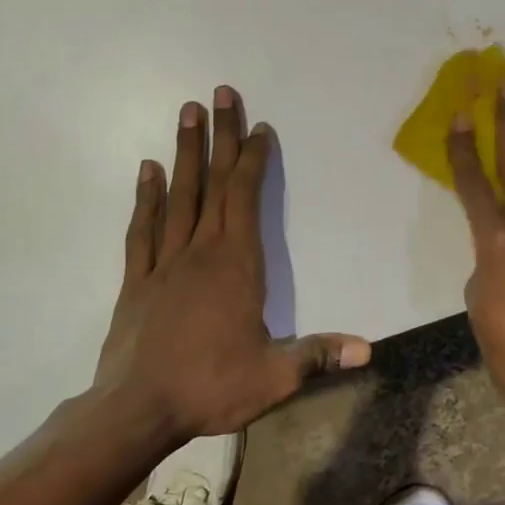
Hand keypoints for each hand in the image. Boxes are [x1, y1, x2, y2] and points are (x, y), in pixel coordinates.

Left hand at [97, 86, 370, 441]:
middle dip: (220, 136)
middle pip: (213, 182)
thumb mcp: (275, 376)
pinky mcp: (136, 280)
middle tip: (220, 93)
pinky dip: (146, 197)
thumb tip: (369, 350)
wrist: (135, 411)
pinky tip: (148, 170)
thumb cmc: (209, 387)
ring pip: (178, 196)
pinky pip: (142, 229)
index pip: (246, 198)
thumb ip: (319, 355)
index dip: (254, 159)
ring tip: (186, 112)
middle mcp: (200, 251)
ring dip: (184, 152)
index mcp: (237, 265)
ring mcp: (164, 262)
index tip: (260, 127)